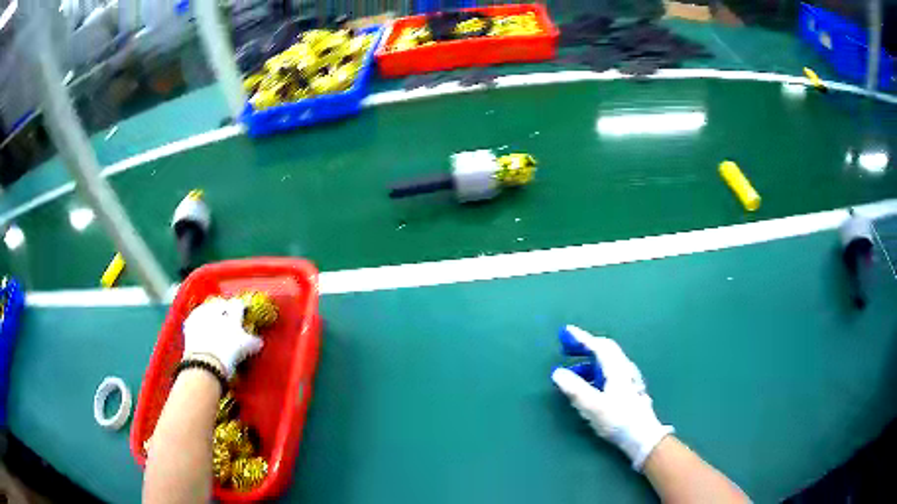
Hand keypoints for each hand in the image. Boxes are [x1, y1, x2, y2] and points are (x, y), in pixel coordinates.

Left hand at [182, 297, 261, 378]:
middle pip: (222, 304)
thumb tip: (258, 341)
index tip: (243, 314)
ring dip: (211, 314)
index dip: (241, 309)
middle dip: (224, 310)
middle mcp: (216, 308)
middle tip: (227, 320)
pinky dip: (200, 323)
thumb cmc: (229, 353)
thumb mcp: (246, 348)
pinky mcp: (190, 322)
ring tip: (214, 325)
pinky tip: (202, 330)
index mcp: (232, 312)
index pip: (238, 304)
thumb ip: (254, 342)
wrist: (206, 362)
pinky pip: (196, 318)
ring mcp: (202, 314)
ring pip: (208, 309)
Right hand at [552, 325, 673, 469]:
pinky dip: (595, 373)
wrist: (643, 437)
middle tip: (566, 350)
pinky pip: (609, 374)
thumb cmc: (619, 420)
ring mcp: (629, 380)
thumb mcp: (593, 406)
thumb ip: (575, 389)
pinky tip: (589, 386)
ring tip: (572, 373)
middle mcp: (625, 369)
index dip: (581, 338)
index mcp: (617, 369)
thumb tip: (557, 373)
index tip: (566, 332)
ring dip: (588, 363)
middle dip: (585, 348)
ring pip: (607, 364)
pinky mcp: (630, 391)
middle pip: (605, 351)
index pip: (599, 346)